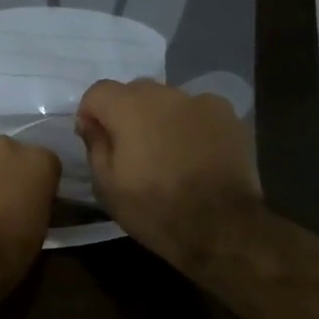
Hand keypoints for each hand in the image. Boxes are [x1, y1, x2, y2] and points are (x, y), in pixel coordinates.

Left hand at [0, 137, 61, 292]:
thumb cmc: (6, 253)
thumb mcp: (38, 231)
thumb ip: (34, 203)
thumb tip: (25, 202)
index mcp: (37, 161)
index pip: (44, 165)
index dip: (34, 185)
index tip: (27, 203)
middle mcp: (3, 145)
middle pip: (5, 155)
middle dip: (0, 174)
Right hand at [75, 78, 262, 268]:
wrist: (220, 227)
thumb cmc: (154, 209)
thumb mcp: (106, 186)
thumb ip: (95, 145)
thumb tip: (90, 122)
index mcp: (129, 108)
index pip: (98, 91)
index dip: (91, 113)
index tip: (95, 139)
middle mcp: (165, 94)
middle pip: (134, 91)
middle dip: (125, 112)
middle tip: (130, 148)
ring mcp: (201, 101)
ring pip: (168, 100)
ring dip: (159, 118)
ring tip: (167, 153)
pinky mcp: (228, 116)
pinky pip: (197, 111)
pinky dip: (190, 125)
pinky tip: (195, 153)